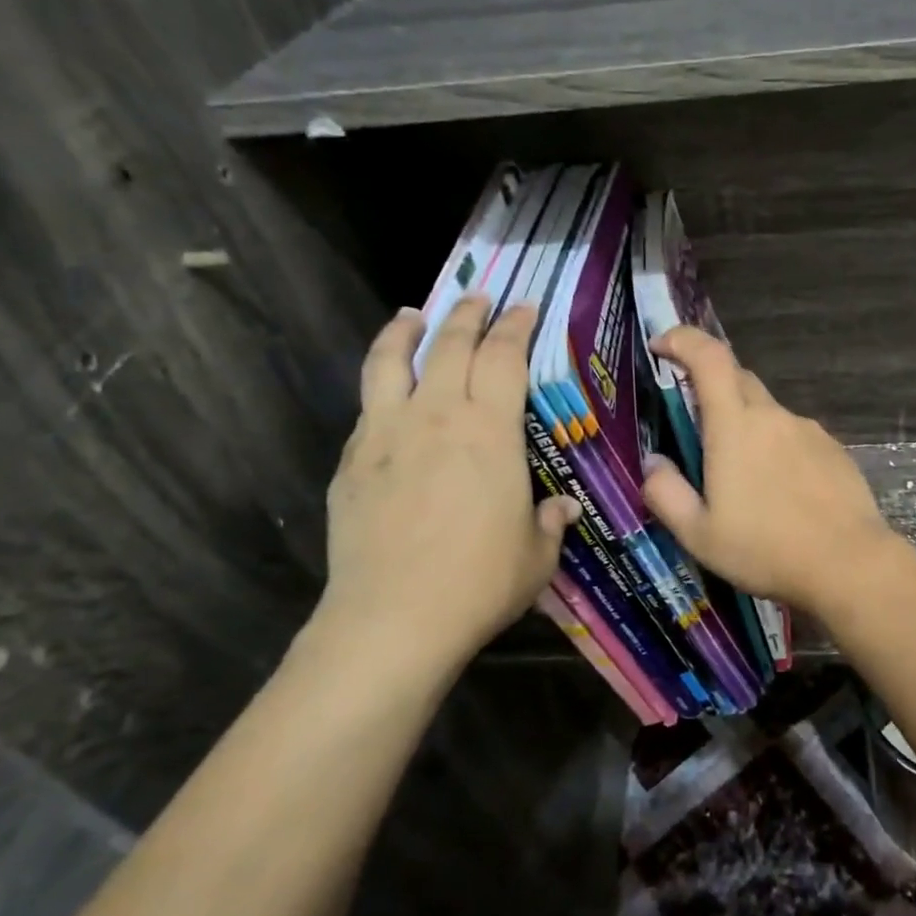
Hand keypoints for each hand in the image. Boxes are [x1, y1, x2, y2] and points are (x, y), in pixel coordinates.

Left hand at [312, 297, 577, 680]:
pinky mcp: (352, 460)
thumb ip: (550, 522)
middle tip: (478, 297)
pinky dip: (381, 383)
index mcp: (491, 430)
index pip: (505, 356)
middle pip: (450, 344)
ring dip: (405, 330)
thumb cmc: (480, 582)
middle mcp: (438, 415)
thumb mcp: (536, 555)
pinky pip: (368, 405)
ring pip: (392, 360)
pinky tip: (386, 391)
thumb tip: (563, 508)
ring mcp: (387, 433)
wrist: (394, 618)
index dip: (516, 326)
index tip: (523, 308)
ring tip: (412, 314)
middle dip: (468, 314)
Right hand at [641, 327, 896, 613]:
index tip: (662, 345)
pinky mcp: (833, 449)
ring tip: (742, 477)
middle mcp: (773, 416)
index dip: (682, 339)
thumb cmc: (765, 549)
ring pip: (767, 411)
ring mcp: (808, 430)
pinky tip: (780, 490)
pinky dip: (777, 448)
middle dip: (710, 386)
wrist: (849, 564)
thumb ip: (666, 493)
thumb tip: (653, 462)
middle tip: (695, 425)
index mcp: (734, 426)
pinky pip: (794, 435)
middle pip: (737, 378)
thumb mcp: (699, 534)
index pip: (708, 357)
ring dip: (746, 425)